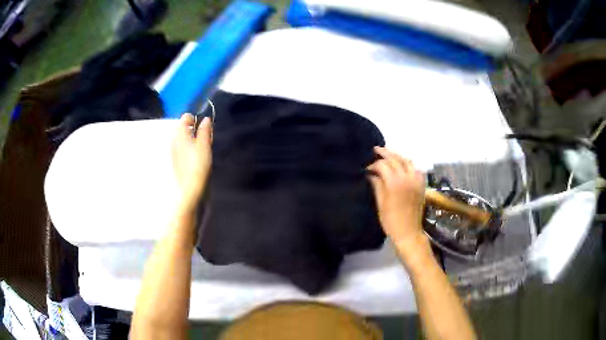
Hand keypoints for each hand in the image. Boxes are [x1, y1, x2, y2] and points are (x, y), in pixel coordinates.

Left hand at [171, 113, 212, 209]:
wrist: (190, 187)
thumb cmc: (198, 164)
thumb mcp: (204, 144)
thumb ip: (205, 130)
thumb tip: (206, 119)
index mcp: (180, 132)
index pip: (186, 117)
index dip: (196, 119)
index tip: (206, 127)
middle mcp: (174, 139)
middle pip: (185, 128)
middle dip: (196, 130)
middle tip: (207, 139)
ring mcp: (174, 150)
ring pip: (184, 138)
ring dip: (194, 139)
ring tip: (204, 148)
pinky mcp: (176, 160)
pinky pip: (183, 148)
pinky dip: (190, 148)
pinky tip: (198, 157)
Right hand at [367, 147, 427, 253]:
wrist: (409, 232)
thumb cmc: (391, 220)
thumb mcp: (380, 203)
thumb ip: (376, 185)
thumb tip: (371, 174)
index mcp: (394, 182)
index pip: (383, 165)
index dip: (373, 165)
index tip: (367, 169)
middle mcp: (407, 177)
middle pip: (395, 159)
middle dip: (385, 153)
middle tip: (375, 150)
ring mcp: (416, 179)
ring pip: (407, 160)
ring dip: (397, 156)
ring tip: (389, 154)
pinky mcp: (421, 184)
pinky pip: (415, 168)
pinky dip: (408, 164)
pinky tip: (402, 166)